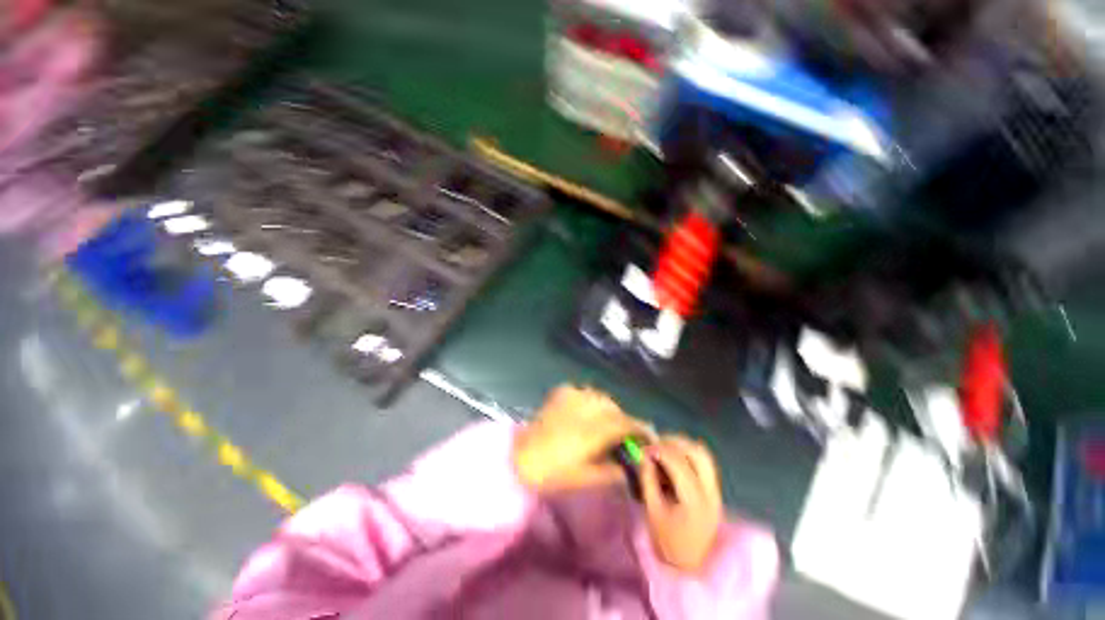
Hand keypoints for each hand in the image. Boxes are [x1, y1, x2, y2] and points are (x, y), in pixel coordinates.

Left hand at [514, 385, 653, 490]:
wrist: (519, 458)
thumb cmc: (552, 474)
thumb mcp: (585, 479)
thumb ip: (612, 471)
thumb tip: (630, 466)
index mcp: (592, 431)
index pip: (625, 423)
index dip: (640, 429)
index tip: (648, 436)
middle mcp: (585, 408)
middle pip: (615, 409)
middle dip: (624, 420)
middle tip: (625, 435)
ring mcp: (571, 396)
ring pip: (600, 397)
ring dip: (608, 409)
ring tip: (605, 423)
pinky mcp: (560, 393)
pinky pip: (583, 392)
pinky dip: (589, 400)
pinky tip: (585, 411)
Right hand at [642, 436, 722, 573]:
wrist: (688, 565)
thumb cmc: (666, 540)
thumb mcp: (652, 510)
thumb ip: (648, 479)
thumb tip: (644, 454)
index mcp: (694, 501)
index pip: (679, 463)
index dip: (660, 450)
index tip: (644, 449)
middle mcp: (710, 493)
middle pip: (698, 453)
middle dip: (675, 442)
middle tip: (656, 444)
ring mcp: (716, 492)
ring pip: (704, 455)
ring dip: (683, 446)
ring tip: (664, 449)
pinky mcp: (714, 492)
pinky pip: (704, 464)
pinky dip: (688, 455)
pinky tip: (674, 461)